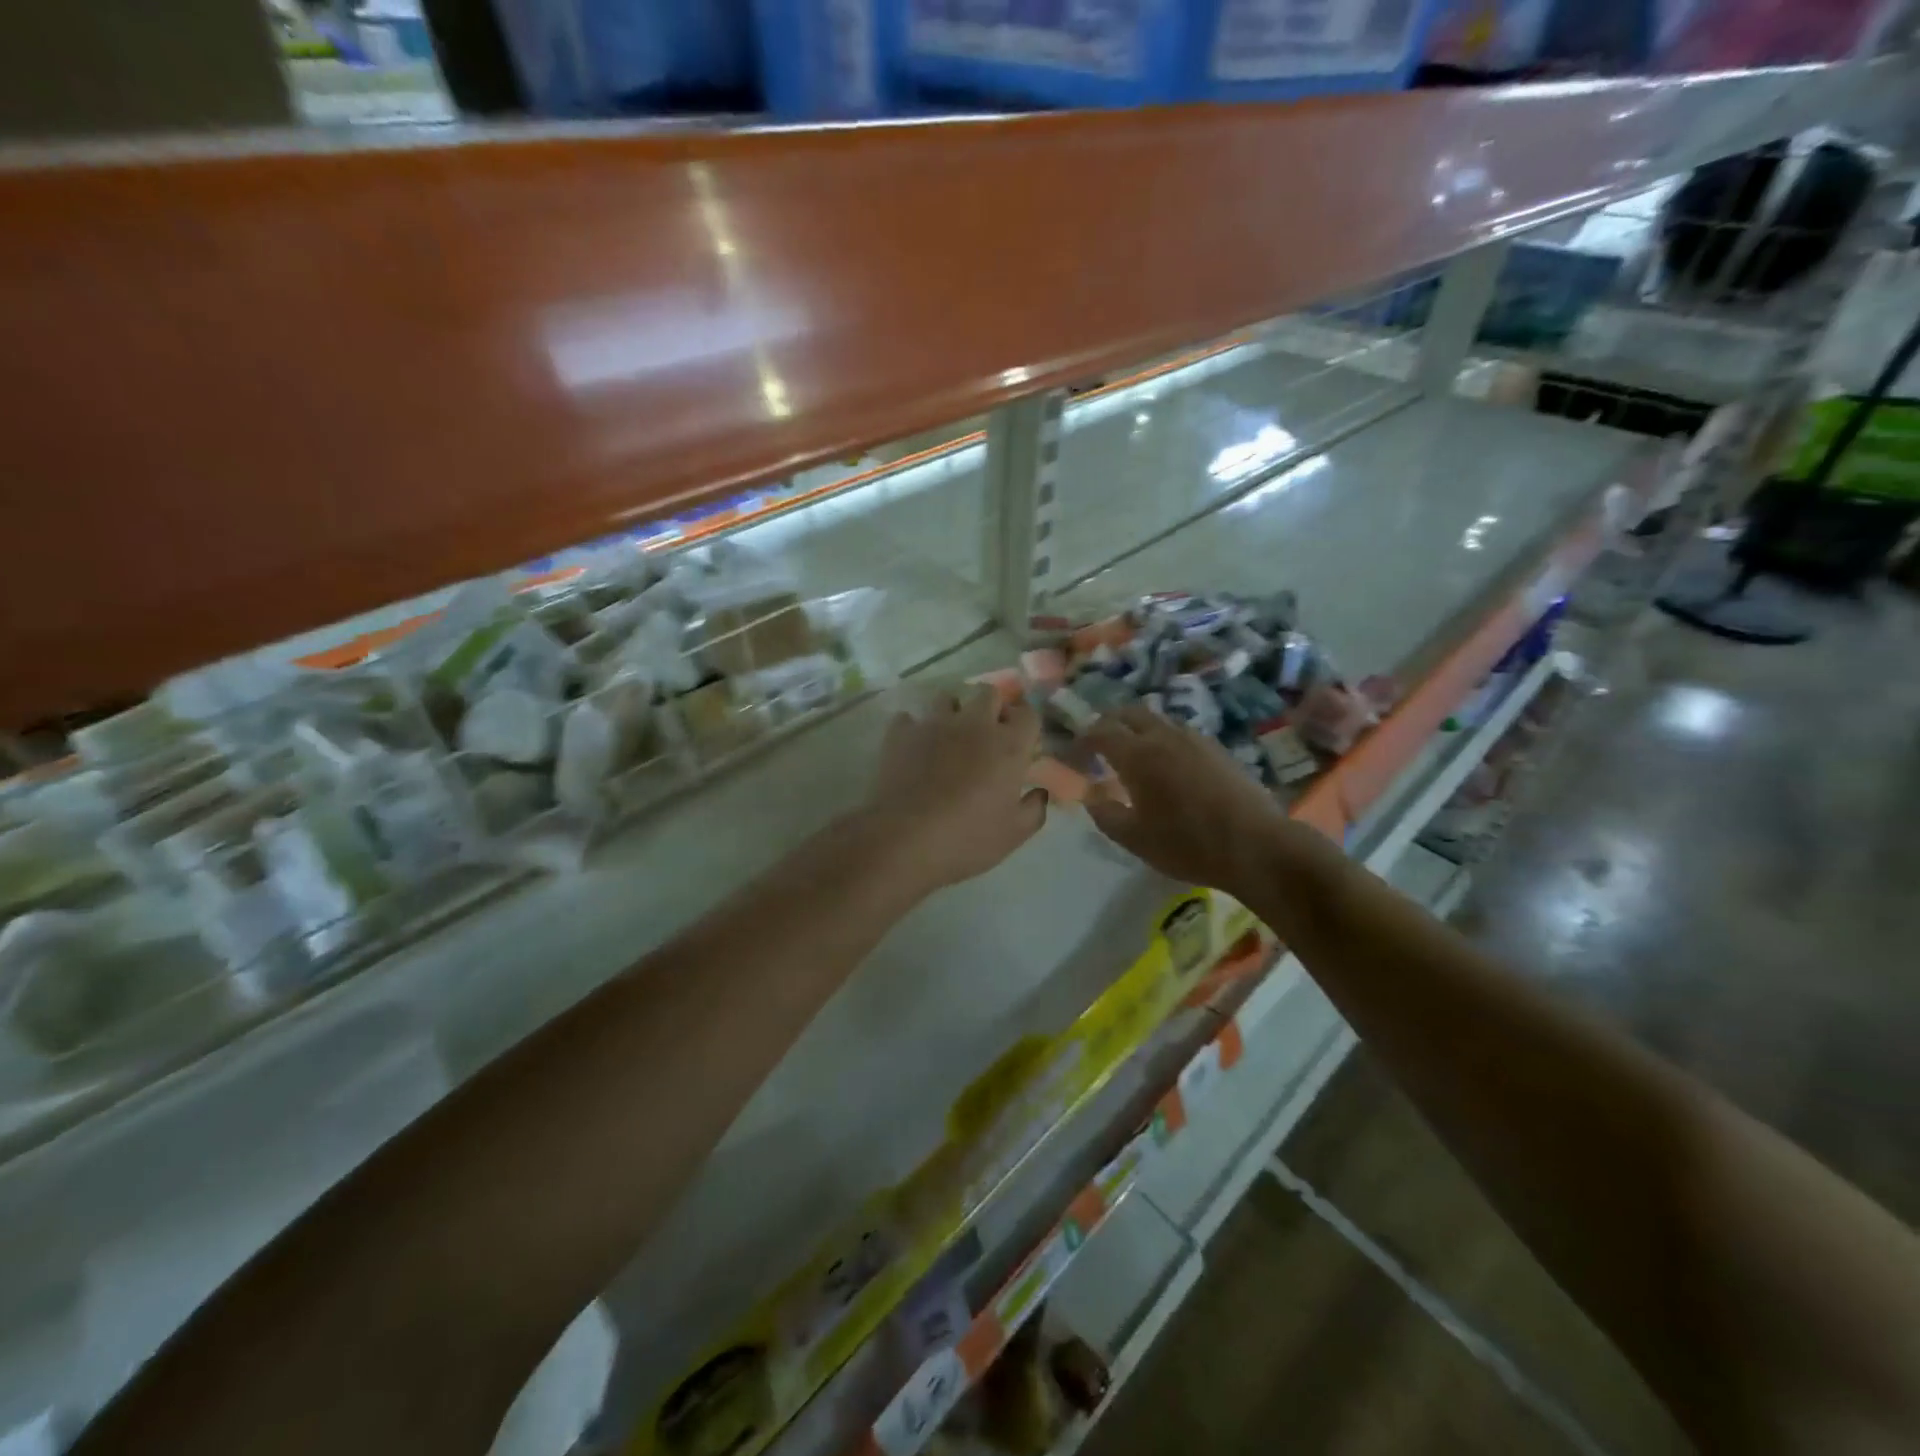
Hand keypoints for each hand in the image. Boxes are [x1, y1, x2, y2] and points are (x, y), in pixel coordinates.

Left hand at [862, 684, 1047, 892]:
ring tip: (948, 738)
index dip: (1025, 725)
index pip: (1028, 714)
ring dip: (952, 712)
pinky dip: (913, 730)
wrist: (904, 839)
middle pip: (989, 693)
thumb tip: (1039, 793)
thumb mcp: (1013, 834)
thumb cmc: (967, 838)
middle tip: (987, 734)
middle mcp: (974, 724)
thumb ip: (1034, 810)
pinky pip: (909, 718)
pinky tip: (913, 749)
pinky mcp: (900, 732)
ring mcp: (934, 723)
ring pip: (947, 698)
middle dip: (992, 707)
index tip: (1021, 742)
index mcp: (1008, 745)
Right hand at [1085, 706, 1292, 894]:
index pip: (1101, 732)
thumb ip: (1106, 814)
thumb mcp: (1135, 839)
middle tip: (1100, 743)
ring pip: (1158, 720)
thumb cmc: (1188, 845)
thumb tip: (1092, 797)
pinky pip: (1180, 733)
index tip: (1075, 752)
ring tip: (1133, 753)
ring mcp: (1195, 739)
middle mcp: (1164, 736)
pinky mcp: (1218, 749)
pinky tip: (1168, 764)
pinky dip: (1163, 739)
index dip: (1083, 739)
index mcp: (1138, 755)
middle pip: (1130, 713)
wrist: (1256, 846)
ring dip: (1138, 729)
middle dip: (1109, 723)